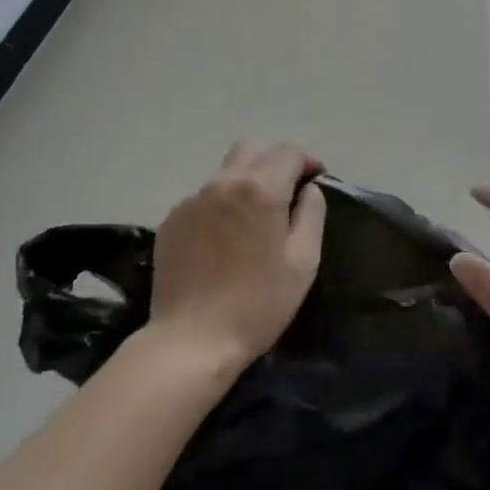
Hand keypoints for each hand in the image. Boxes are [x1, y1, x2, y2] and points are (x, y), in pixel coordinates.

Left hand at [148, 142, 326, 370]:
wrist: (190, 341)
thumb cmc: (258, 304)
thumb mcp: (303, 262)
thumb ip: (312, 214)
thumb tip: (310, 189)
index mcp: (261, 189)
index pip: (288, 152)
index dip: (307, 160)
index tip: (317, 179)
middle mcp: (224, 183)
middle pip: (254, 148)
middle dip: (276, 158)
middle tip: (290, 186)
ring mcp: (193, 200)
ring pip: (227, 170)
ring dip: (248, 178)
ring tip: (258, 212)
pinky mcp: (172, 220)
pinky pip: (205, 196)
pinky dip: (223, 201)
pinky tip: (227, 235)